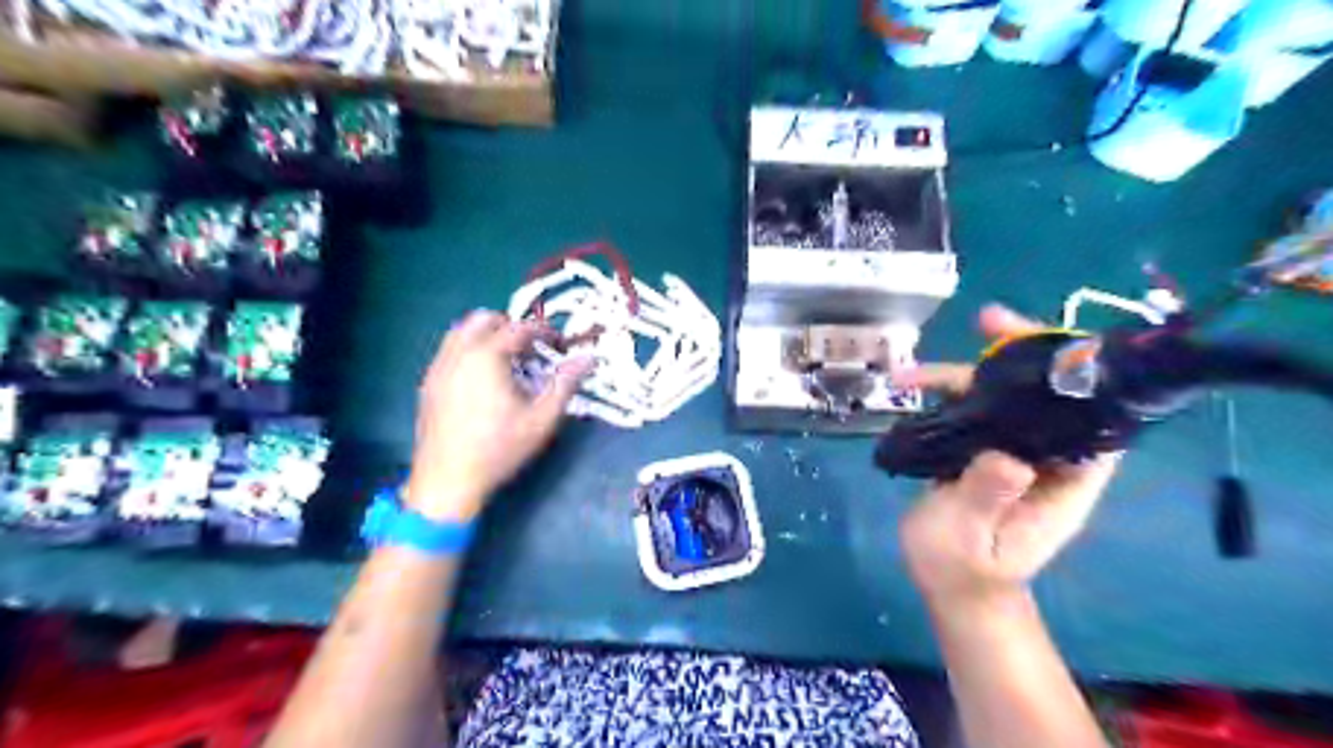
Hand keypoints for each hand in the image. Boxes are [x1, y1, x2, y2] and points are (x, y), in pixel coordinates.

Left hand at [403, 310, 590, 520]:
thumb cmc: (500, 448)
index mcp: (487, 357)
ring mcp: (438, 368)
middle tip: (533, 349)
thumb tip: (589, 358)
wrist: (448, 479)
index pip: (518, 328)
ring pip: (461, 332)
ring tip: (508, 360)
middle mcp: (458, 354)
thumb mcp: (541, 418)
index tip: (559, 344)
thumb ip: (565, 383)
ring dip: (487, 335)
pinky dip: (469, 350)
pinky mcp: (428, 384)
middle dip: (512, 327)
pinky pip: (449, 351)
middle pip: (484, 320)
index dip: (543, 331)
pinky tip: (483, 378)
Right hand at [889, 307, 1117, 604]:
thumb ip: (989, 496)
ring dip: (964, 375)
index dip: (1077, 375)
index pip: (1089, 418)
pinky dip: (944, 395)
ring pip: (999, 401)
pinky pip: (970, 414)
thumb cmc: (964, 570)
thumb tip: (1005, 455)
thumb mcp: (971, 537)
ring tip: (913, 370)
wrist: (949, 586)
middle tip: (986, 319)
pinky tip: (911, 388)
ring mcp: (1011, 453)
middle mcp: (1044, 457)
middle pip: (1042, 396)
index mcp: (1063, 479)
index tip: (1045, 343)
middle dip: (1015, 355)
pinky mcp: (981, 453)